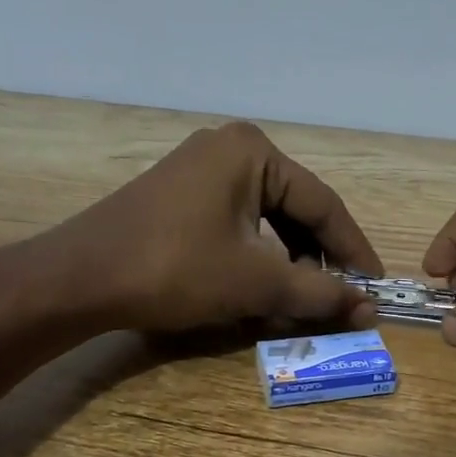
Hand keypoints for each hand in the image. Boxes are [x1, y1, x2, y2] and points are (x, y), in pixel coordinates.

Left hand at [47, 122, 382, 333]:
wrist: (79, 279)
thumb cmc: (176, 270)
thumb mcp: (257, 282)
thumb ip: (319, 293)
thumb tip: (369, 309)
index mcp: (254, 152)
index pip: (323, 204)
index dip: (353, 249)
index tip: (376, 286)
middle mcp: (230, 147)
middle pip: (295, 207)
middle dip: (319, 256)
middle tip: (340, 295)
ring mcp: (200, 168)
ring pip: (266, 217)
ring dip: (289, 258)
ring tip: (302, 296)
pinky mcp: (180, 193)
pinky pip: (237, 221)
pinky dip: (256, 254)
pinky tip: (261, 285)